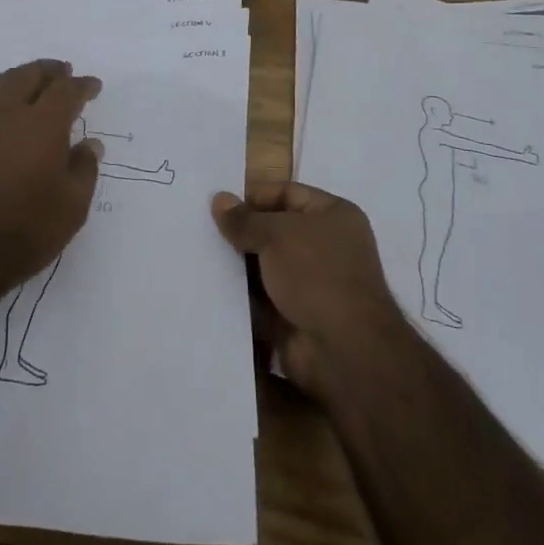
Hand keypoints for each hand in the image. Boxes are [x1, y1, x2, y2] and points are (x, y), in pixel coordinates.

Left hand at [0, 60, 103, 295]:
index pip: (66, 90)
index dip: (82, 86)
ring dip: (19, 79)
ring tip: (30, 84)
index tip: (92, 86)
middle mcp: (5, 110)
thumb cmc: (20, 233)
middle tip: (62, 73)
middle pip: (29, 75)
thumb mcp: (70, 209)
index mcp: (42, 123)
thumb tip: (90, 145)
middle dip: (49, 72)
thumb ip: (84, 170)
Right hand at [211, 181, 406, 395]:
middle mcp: (326, 245)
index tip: (218, 206)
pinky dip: (241, 295)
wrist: (343, 351)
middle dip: (242, 232)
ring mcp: (311, 283)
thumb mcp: (277, 235)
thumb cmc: (317, 275)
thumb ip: (245, 219)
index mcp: (333, 215)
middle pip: (274, 230)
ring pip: (265, 265)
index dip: (254, 197)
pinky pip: (262, 297)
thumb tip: (219, 199)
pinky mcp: (295, 315)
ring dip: (239, 265)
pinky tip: (210, 288)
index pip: (287, 193)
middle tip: (202, 230)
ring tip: (200, 257)